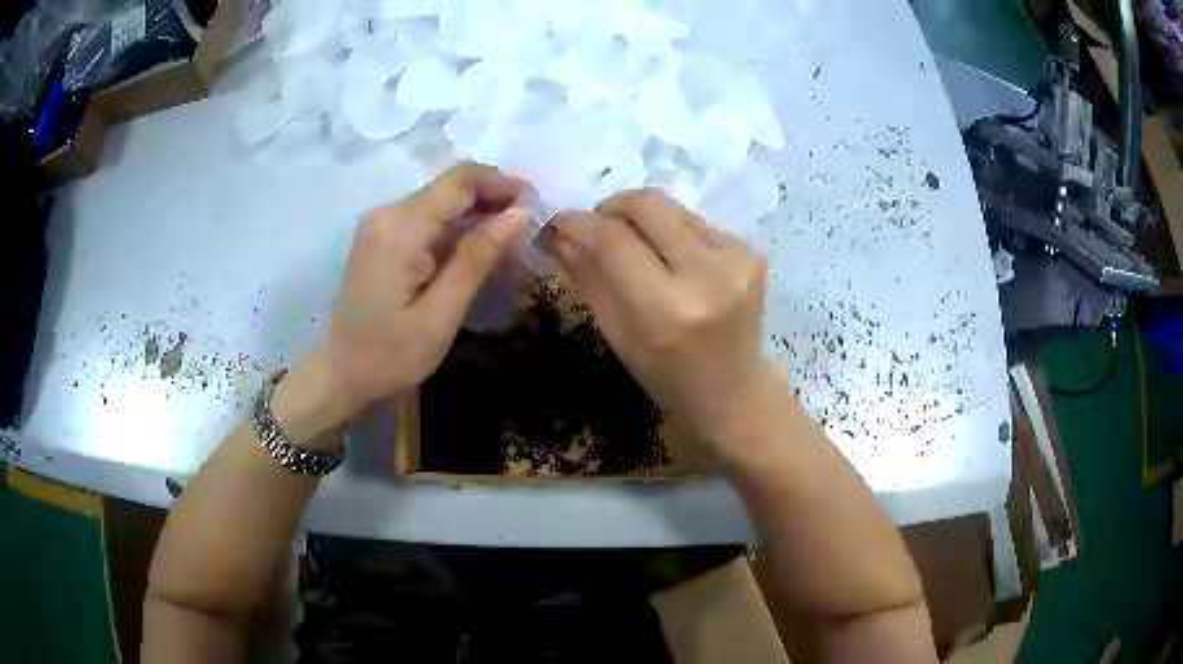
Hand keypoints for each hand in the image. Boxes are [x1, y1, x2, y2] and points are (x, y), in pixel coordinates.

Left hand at [280, 162, 529, 434]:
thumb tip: (521, 214)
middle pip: (451, 186)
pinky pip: (428, 216)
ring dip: (479, 212)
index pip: (460, 181)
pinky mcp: (382, 235)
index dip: (503, 183)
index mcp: (401, 229)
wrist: (340, 372)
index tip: (537, 206)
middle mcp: (388, 213)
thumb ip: (477, 259)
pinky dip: (457, 225)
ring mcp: (381, 222)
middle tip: (530, 229)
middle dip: (494, 198)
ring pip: (442, 199)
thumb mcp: (440, 315)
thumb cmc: (390, 355)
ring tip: (511, 241)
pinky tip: (477, 249)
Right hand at [546, 188, 772, 444]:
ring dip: (643, 219)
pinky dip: (672, 232)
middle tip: (596, 227)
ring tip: (634, 246)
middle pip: (647, 204)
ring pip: (672, 207)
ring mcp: (737, 258)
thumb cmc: (668, 376)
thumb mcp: (618, 335)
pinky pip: (696, 222)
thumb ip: (589, 277)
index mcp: (666, 309)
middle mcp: (707, 273)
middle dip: (611, 207)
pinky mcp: (751, 251)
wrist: (735, 391)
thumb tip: (558, 232)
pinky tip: (672, 260)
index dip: (579, 222)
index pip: (614, 239)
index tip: (558, 222)